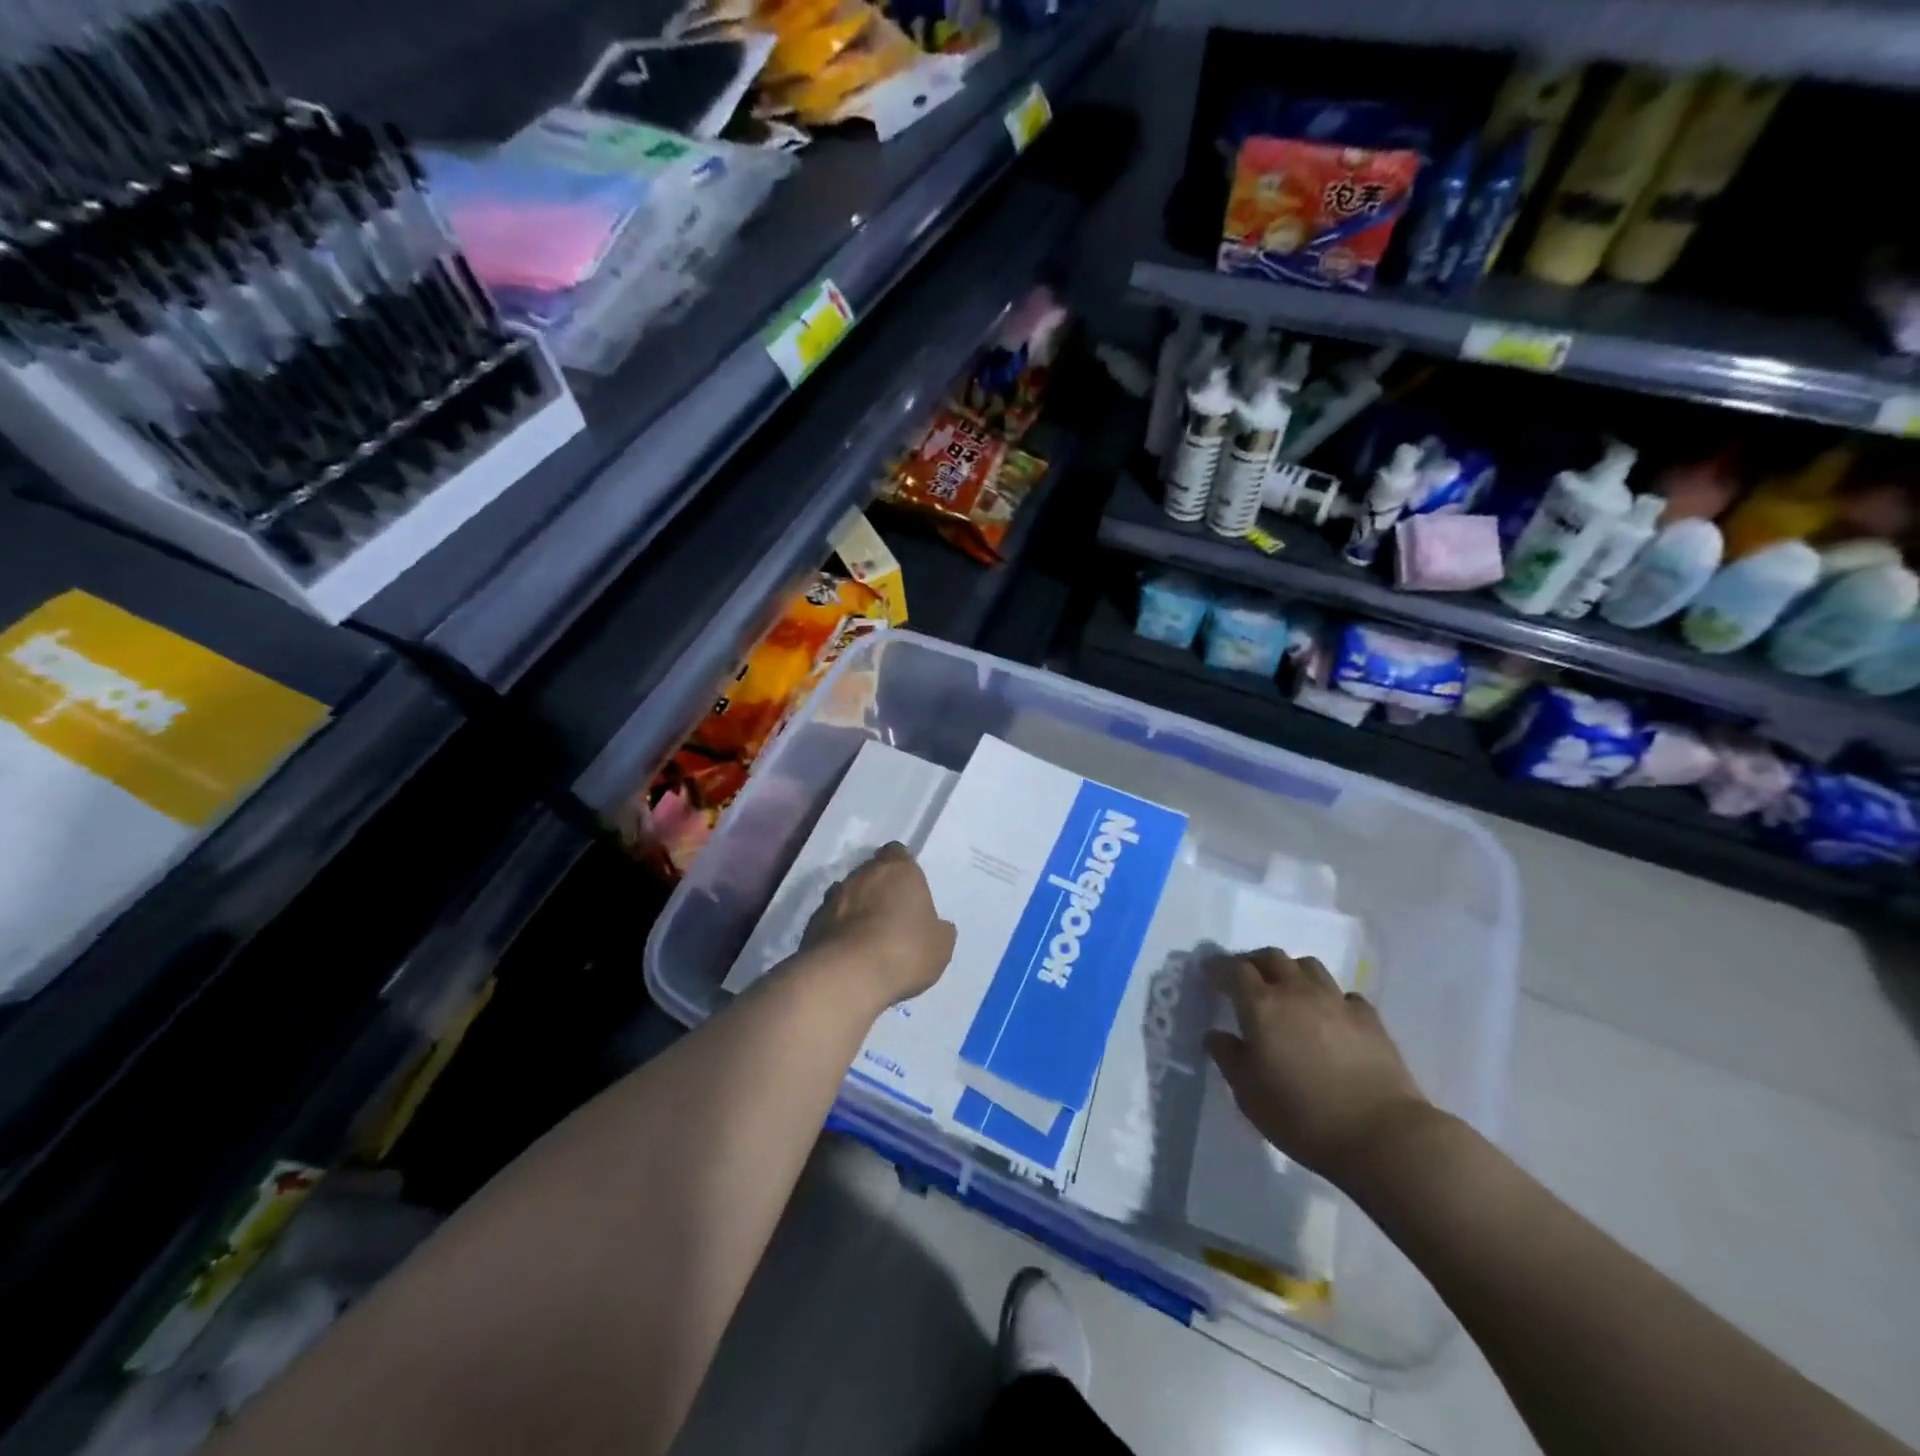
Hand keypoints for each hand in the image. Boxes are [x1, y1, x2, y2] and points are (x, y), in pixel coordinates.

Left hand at [800, 843, 955, 1005]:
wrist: (847, 975)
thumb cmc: (904, 950)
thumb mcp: (940, 946)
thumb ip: (938, 929)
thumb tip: (939, 926)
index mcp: (899, 870)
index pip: (898, 853)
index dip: (903, 868)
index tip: (909, 887)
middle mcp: (863, 874)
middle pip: (871, 872)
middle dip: (878, 888)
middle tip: (891, 914)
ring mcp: (833, 897)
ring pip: (847, 894)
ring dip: (856, 908)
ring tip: (867, 936)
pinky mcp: (812, 922)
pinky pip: (830, 920)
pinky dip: (838, 930)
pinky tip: (848, 952)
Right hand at [1203, 948, 1429, 1186]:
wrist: (1382, 1136)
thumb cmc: (1302, 1116)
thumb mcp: (1248, 1094)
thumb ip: (1229, 1058)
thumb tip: (1216, 1035)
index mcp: (1261, 1006)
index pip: (1233, 969)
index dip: (1218, 967)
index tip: (1209, 973)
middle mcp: (1297, 992)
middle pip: (1272, 957)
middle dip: (1253, 962)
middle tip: (1245, 979)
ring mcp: (1336, 1001)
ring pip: (1309, 966)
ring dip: (1291, 972)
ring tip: (1287, 991)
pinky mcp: (1369, 1018)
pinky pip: (1343, 994)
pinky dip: (1330, 998)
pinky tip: (1329, 1018)